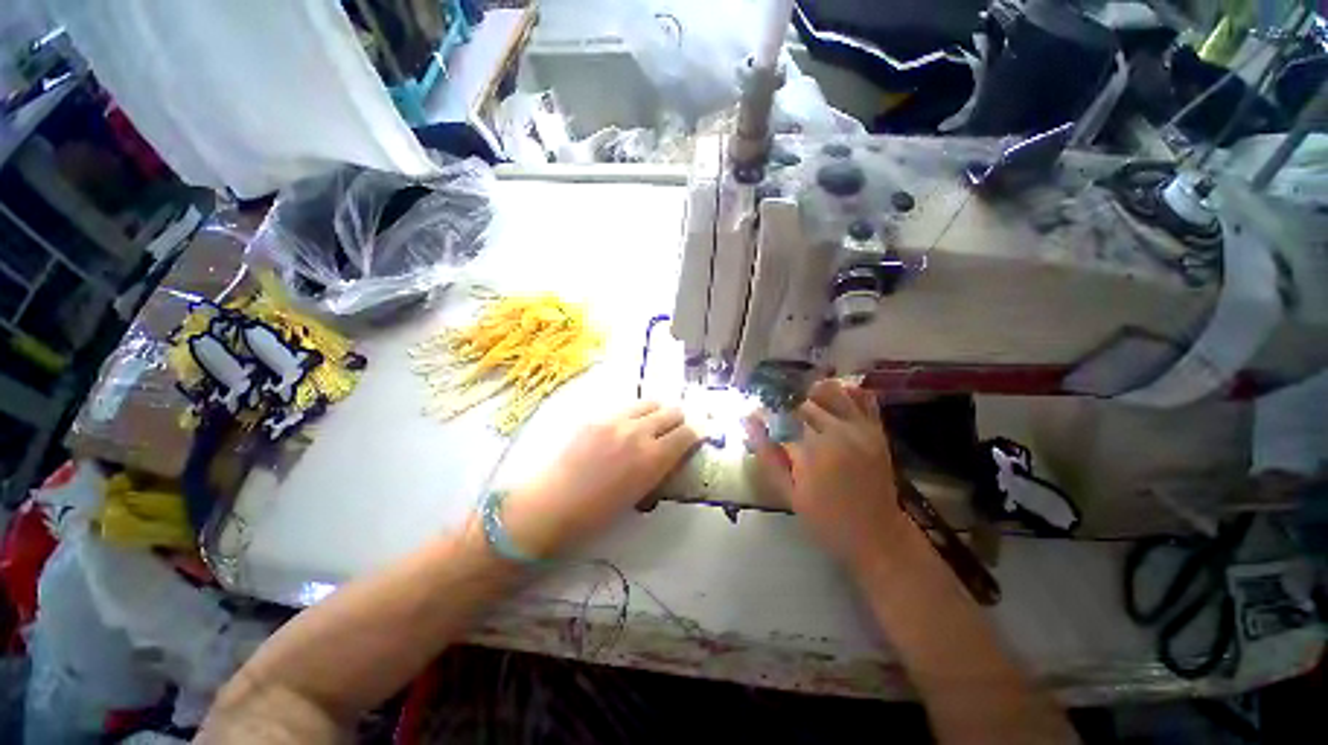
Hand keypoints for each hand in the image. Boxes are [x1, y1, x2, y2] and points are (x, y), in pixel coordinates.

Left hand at [500, 401, 699, 557]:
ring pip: (650, 402)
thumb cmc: (596, 513)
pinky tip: (623, 427)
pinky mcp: (596, 415)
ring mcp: (616, 419)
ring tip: (650, 424)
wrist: (550, 505)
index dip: (696, 433)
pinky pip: (625, 406)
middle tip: (674, 431)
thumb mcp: (639, 494)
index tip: (697, 436)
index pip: (687, 433)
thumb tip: (672, 452)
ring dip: (657, 412)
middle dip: (678, 420)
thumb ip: (660, 468)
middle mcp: (638, 431)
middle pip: (672, 411)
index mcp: (653, 458)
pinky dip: (633, 413)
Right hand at [744, 379, 907, 568]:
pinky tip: (830, 400)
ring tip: (802, 407)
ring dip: (812, 395)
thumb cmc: (826, 518)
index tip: (758, 417)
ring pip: (831, 391)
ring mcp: (861, 428)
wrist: (877, 534)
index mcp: (814, 449)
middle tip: (781, 418)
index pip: (782, 416)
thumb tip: (748, 421)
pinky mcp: (876, 429)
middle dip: (788, 407)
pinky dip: (844, 392)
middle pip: (805, 401)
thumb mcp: (788, 492)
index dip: (767, 414)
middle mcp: (839, 432)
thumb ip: (767, 455)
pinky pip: (862, 397)